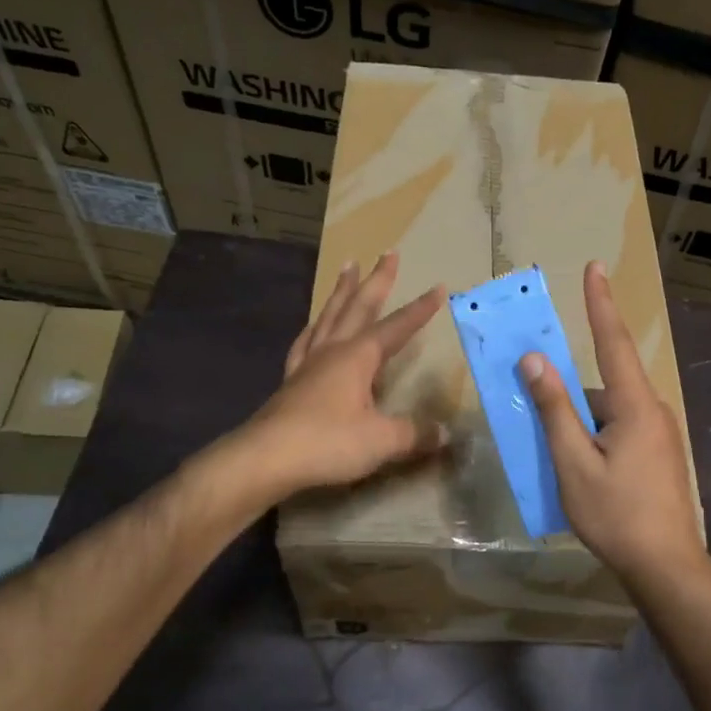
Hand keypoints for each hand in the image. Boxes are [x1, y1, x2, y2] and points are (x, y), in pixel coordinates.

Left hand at [247, 252, 448, 497]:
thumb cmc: (327, 442)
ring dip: (342, 292)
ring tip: (347, 268)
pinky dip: (314, 328)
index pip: (397, 326)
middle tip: (387, 252)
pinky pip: (305, 342)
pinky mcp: (291, 381)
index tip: (438, 287)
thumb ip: (415, 434)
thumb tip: (446, 434)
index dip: (420, 309)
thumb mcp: (382, 440)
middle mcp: (333, 350)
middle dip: (376, 279)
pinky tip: (314, 327)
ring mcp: (308, 363)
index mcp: (358, 357)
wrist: (265, 458)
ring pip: (329, 316)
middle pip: (358, 306)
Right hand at [520, 261, 704, 583]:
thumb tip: (535, 360)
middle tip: (539, 408)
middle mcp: (652, 410)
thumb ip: (555, 409)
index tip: (595, 267)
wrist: (666, 567)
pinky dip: (592, 437)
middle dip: (568, 393)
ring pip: (607, 412)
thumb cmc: (616, 514)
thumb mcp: (574, 462)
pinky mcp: (658, 454)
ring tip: (553, 456)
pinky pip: (618, 430)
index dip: (600, 303)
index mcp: (635, 405)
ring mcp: (658, 434)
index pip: (612, 341)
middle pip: (602, 385)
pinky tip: (578, 469)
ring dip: (579, 423)